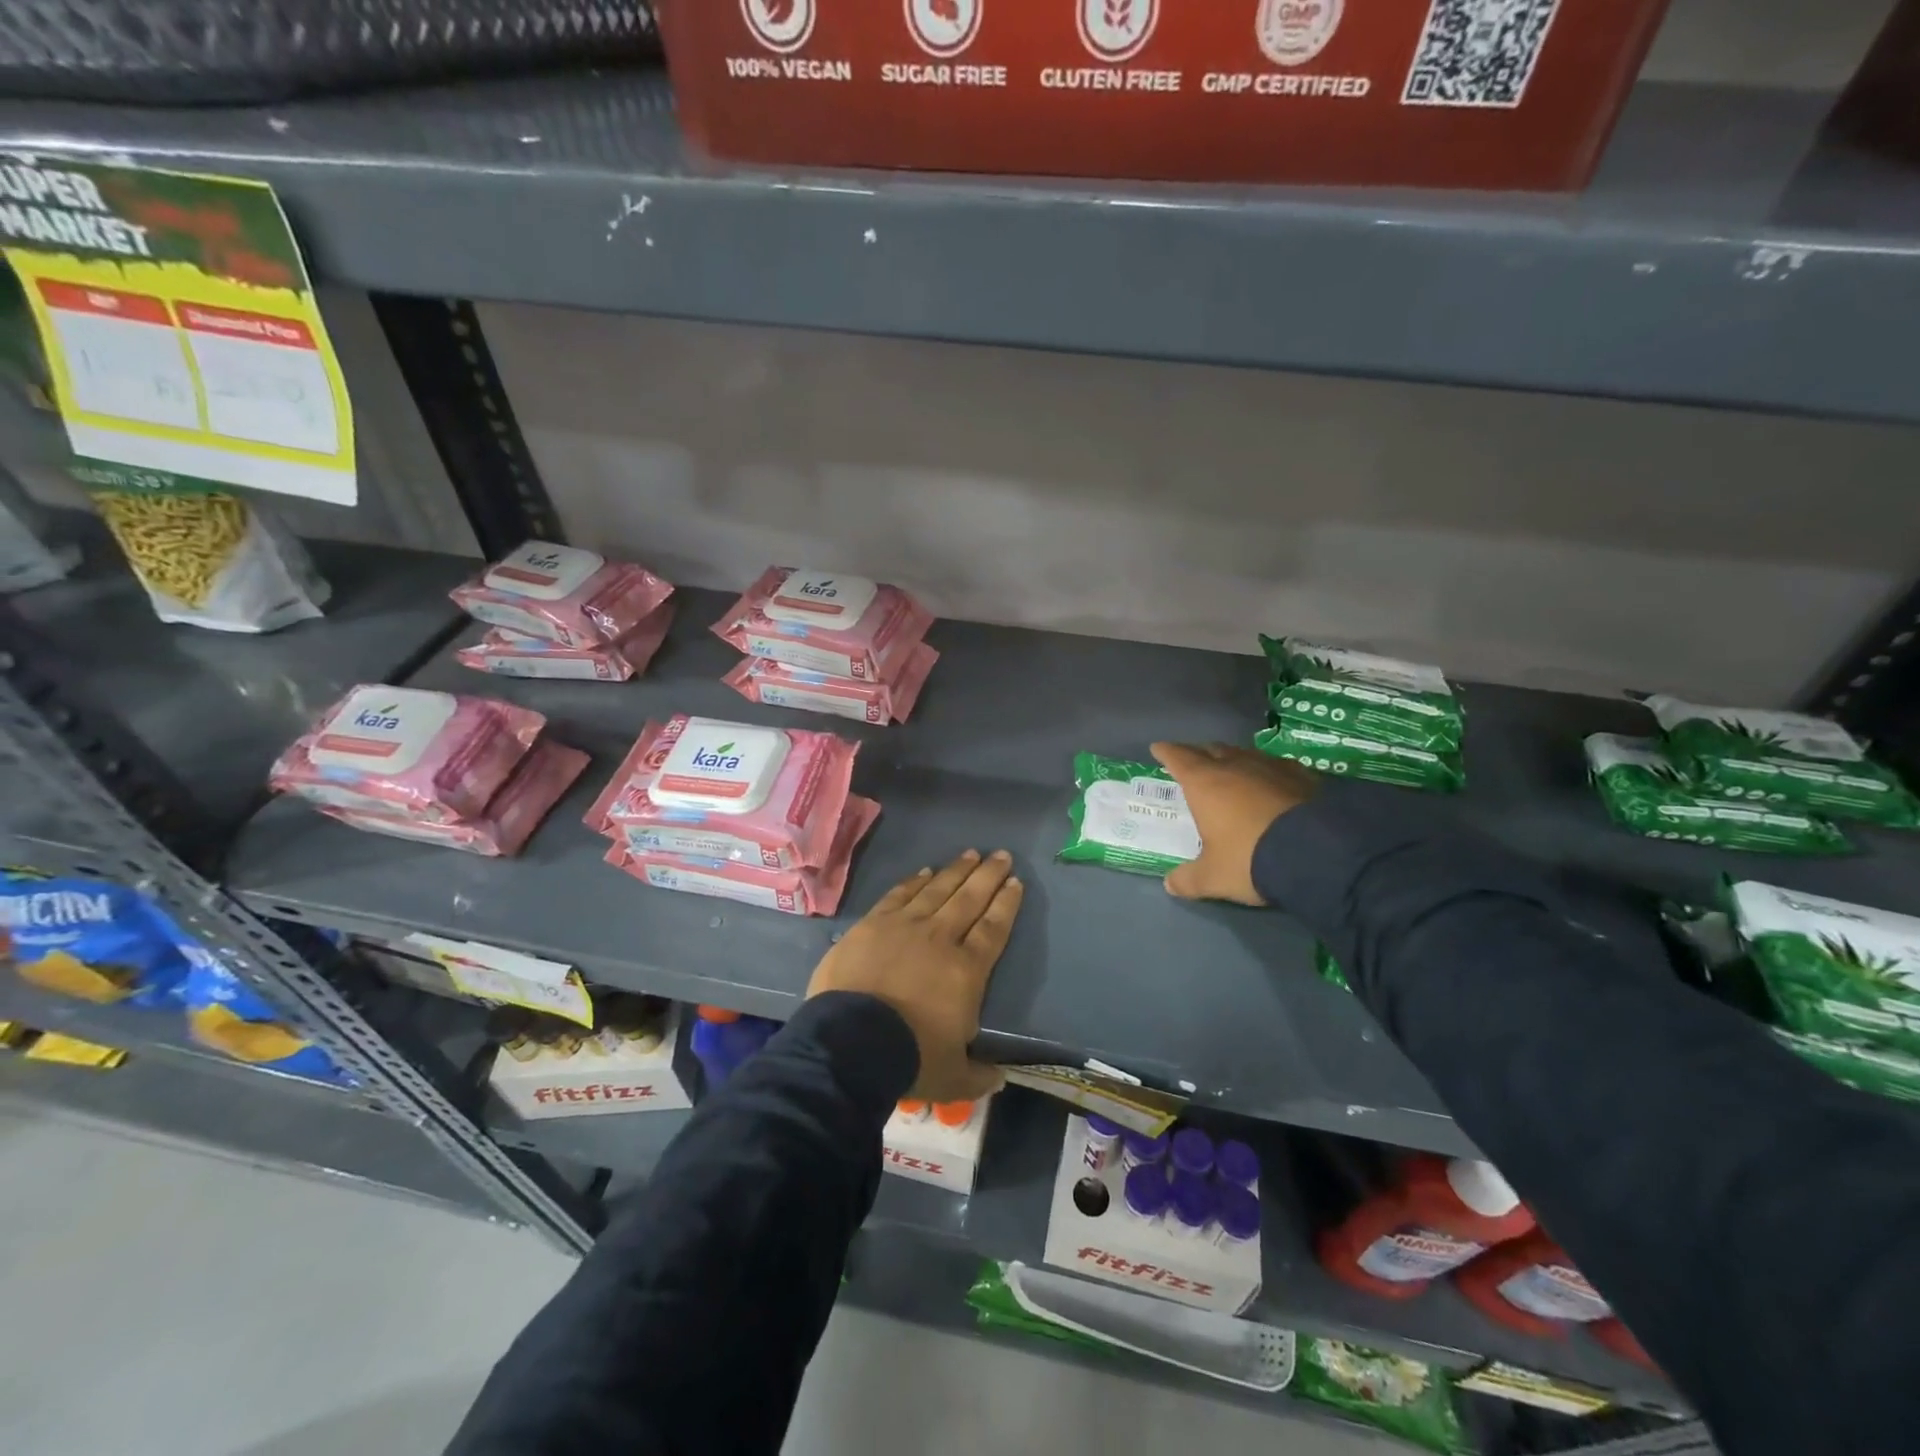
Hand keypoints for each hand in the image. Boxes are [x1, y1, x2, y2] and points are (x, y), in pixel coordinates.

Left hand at [805, 850, 1021, 1101]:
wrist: (851, 1042)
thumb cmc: (909, 1058)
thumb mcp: (952, 1077)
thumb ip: (978, 1075)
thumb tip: (1000, 1079)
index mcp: (967, 970)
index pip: (993, 929)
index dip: (1006, 905)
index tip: (1016, 883)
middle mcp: (940, 938)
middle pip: (970, 899)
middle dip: (988, 876)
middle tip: (1001, 855)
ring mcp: (904, 926)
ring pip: (937, 890)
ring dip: (956, 871)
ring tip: (970, 854)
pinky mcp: (873, 924)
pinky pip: (899, 895)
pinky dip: (914, 882)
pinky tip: (925, 872)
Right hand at [1150, 741, 1316, 904]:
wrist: (1318, 852)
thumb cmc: (1250, 858)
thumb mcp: (1213, 877)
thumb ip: (1189, 879)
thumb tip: (1170, 884)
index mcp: (1205, 783)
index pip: (1179, 758)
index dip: (1166, 752)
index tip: (1158, 748)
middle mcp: (1236, 766)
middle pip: (1212, 750)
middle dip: (1200, 753)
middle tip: (1194, 760)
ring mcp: (1272, 767)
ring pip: (1246, 754)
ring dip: (1234, 760)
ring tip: (1232, 769)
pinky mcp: (1304, 776)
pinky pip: (1277, 767)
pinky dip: (1267, 772)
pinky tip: (1273, 782)